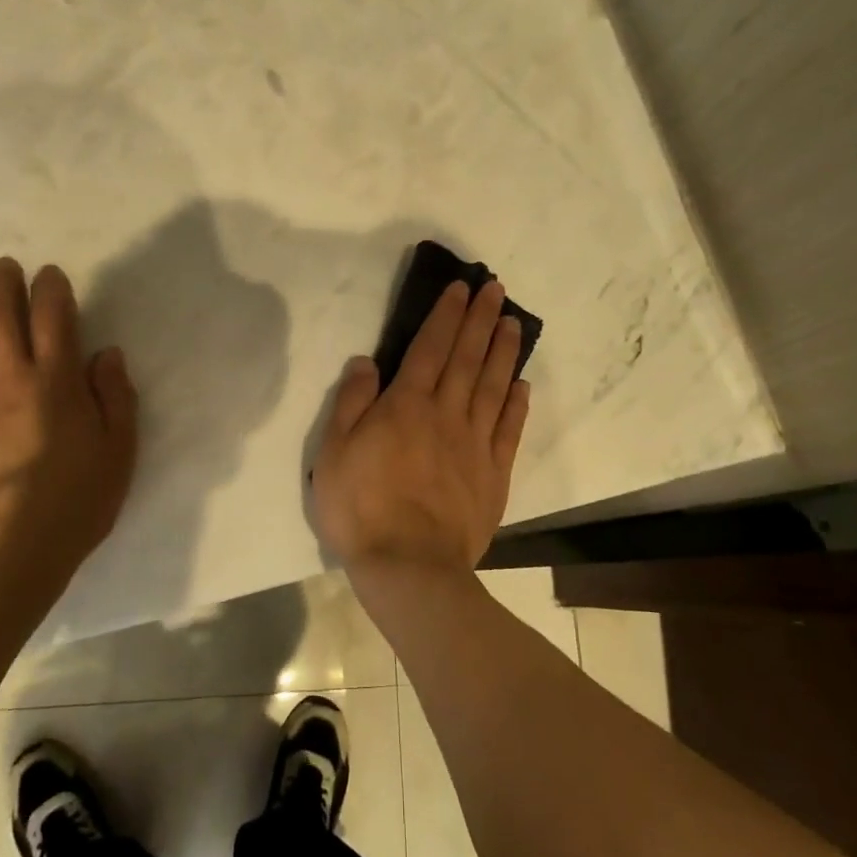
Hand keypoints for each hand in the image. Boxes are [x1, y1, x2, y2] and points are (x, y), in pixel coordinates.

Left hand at [0, 259, 137, 616]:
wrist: (10, 550)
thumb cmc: (77, 500)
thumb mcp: (119, 449)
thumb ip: (115, 396)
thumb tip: (104, 353)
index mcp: (56, 382)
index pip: (53, 318)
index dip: (50, 289)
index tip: (49, 274)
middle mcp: (7, 380)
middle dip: (1, 284)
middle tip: (3, 267)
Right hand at [311, 280, 530, 598]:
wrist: (409, 567)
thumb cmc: (362, 509)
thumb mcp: (334, 452)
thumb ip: (351, 403)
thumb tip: (366, 362)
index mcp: (407, 405)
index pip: (430, 348)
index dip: (446, 315)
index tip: (461, 289)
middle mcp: (446, 414)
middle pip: (467, 358)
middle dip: (481, 320)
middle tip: (497, 290)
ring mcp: (475, 444)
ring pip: (493, 386)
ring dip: (504, 352)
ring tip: (514, 323)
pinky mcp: (494, 474)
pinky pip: (508, 430)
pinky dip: (516, 404)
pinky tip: (522, 385)